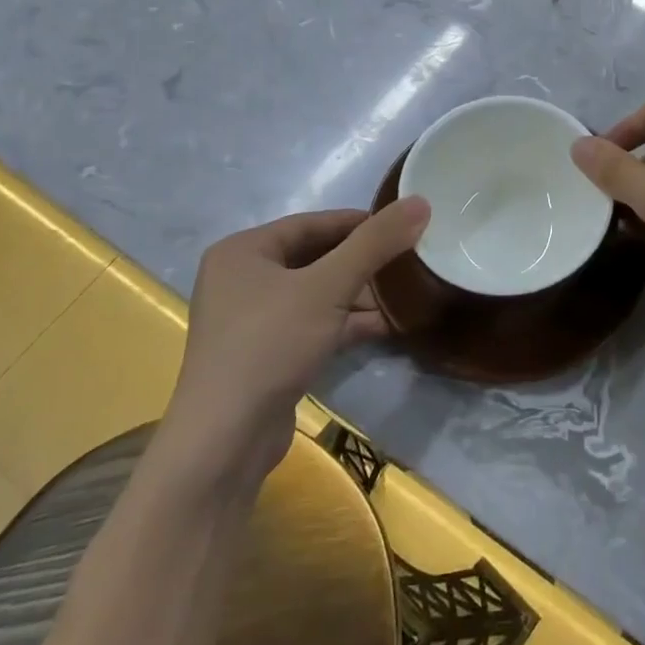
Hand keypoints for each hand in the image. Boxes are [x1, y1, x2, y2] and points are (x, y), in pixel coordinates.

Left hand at [153, 198, 429, 493]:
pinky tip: (385, 325)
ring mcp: (250, 320)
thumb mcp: (328, 287)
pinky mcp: (265, 355)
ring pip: (315, 293)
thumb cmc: (270, 345)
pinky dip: (344, 322)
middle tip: (407, 259)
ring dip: (357, 293)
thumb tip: (420, 202)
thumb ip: (374, 243)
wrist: (224, 443)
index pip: (311, 223)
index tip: (402, 225)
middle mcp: (241, 279)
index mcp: (243, 251)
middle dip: (361, 261)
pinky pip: (311, 324)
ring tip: (403, 293)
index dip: (359, 222)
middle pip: (314, 257)